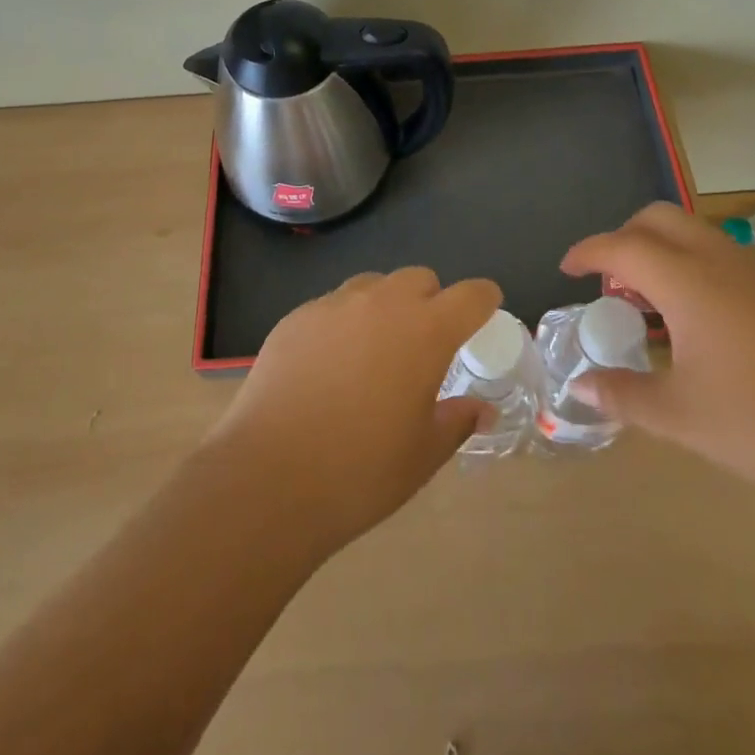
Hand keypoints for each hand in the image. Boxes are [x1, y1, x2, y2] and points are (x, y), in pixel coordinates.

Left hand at [202, 268, 500, 553]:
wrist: (270, 476)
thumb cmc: (361, 470)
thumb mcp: (423, 454)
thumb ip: (457, 421)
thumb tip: (481, 409)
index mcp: (425, 331)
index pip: (470, 295)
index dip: (483, 299)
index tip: (485, 310)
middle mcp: (382, 304)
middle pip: (419, 279)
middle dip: (431, 300)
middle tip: (424, 342)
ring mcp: (334, 305)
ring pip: (373, 285)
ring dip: (385, 306)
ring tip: (374, 350)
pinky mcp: (296, 317)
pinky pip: (332, 305)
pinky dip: (344, 322)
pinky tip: (329, 364)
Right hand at [562, 203, 754, 508]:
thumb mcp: (680, 417)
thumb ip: (623, 395)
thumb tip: (581, 387)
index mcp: (687, 281)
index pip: (621, 246)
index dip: (587, 252)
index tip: (566, 269)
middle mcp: (720, 260)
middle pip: (659, 219)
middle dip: (624, 237)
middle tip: (609, 283)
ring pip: (695, 233)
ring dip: (661, 251)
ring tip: (649, 305)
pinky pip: (723, 256)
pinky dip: (693, 266)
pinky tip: (699, 322)